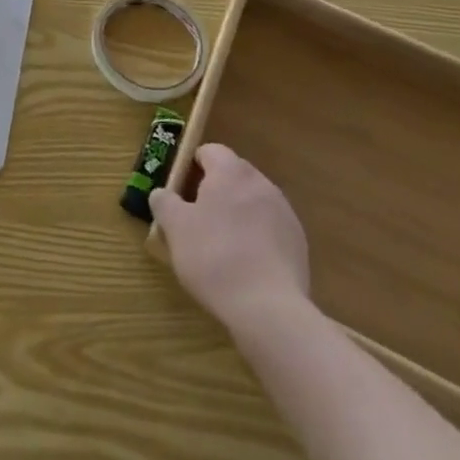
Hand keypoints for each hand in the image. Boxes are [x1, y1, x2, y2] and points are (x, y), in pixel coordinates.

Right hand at [151, 144, 310, 331]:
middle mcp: (260, 182)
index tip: (180, 191)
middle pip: (232, 175)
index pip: (209, 151)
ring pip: (252, 202)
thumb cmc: (214, 257)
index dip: (191, 167)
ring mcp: (284, 212)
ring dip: (237, 214)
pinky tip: (245, 265)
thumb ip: (164, 202)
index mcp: (230, 171)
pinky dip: (256, 237)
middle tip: (196, 219)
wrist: (269, 309)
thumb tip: (162, 194)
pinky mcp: (298, 242)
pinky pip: (269, 228)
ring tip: (221, 246)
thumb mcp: (175, 228)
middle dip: (214, 191)